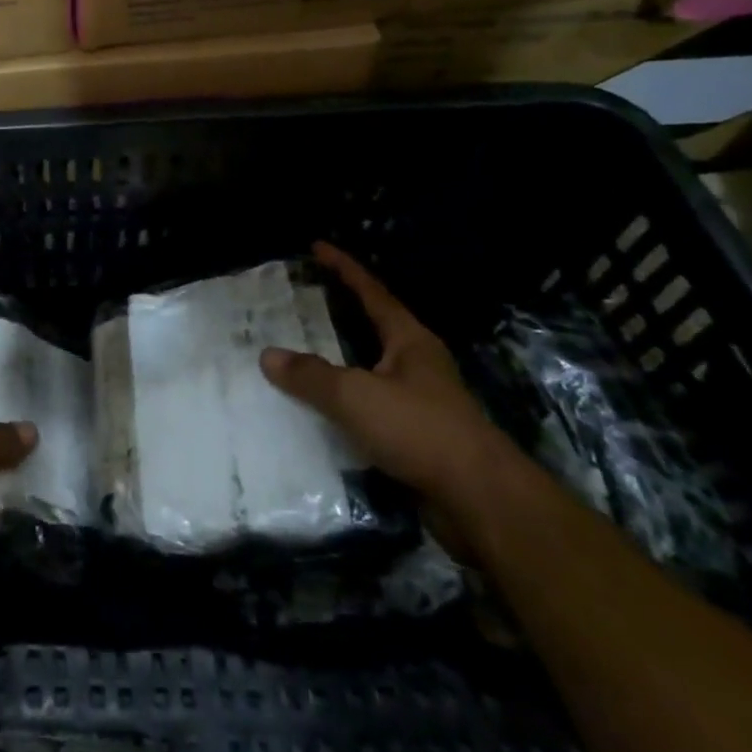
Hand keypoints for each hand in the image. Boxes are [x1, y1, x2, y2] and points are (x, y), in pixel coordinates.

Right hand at [261, 241, 515, 523]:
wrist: (484, 505)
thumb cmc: (421, 430)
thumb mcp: (355, 396)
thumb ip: (310, 375)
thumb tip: (268, 356)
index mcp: (409, 341)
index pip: (371, 292)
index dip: (343, 268)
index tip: (317, 247)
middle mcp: (418, 365)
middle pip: (374, 328)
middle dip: (340, 312)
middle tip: (302, 299)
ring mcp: (422, 403)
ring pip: (371, 371)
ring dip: (340, 362)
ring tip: (301, 354)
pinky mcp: (420, 440)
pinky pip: (372, 409)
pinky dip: (346, 404)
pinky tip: (321, 412)